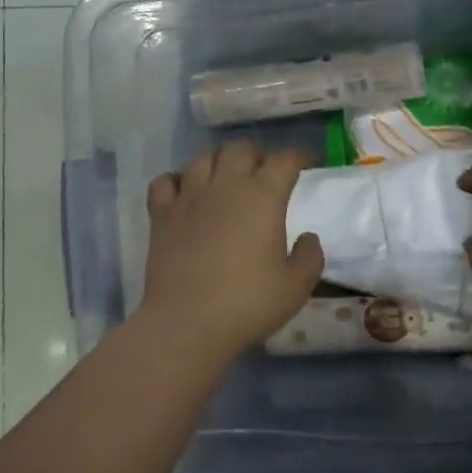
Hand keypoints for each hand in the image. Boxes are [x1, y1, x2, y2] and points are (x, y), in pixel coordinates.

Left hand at [137, 141, 324, 360]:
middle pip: (240, 149)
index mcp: (263, 197)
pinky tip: (184, 193)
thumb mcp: (296, 286)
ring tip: (225, 179)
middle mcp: (225, 186)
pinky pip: (165, 182)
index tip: (306, 164)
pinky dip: (176, 181)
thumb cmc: (248, 304)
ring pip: (203, 159)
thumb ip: (310, 256)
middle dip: (256, 155)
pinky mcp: (161, 216)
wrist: (187, 323)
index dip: (298, 157)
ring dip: (218, 162)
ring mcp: (189, 198)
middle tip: (264, 173)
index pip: (284, 160)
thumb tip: (308, 237)